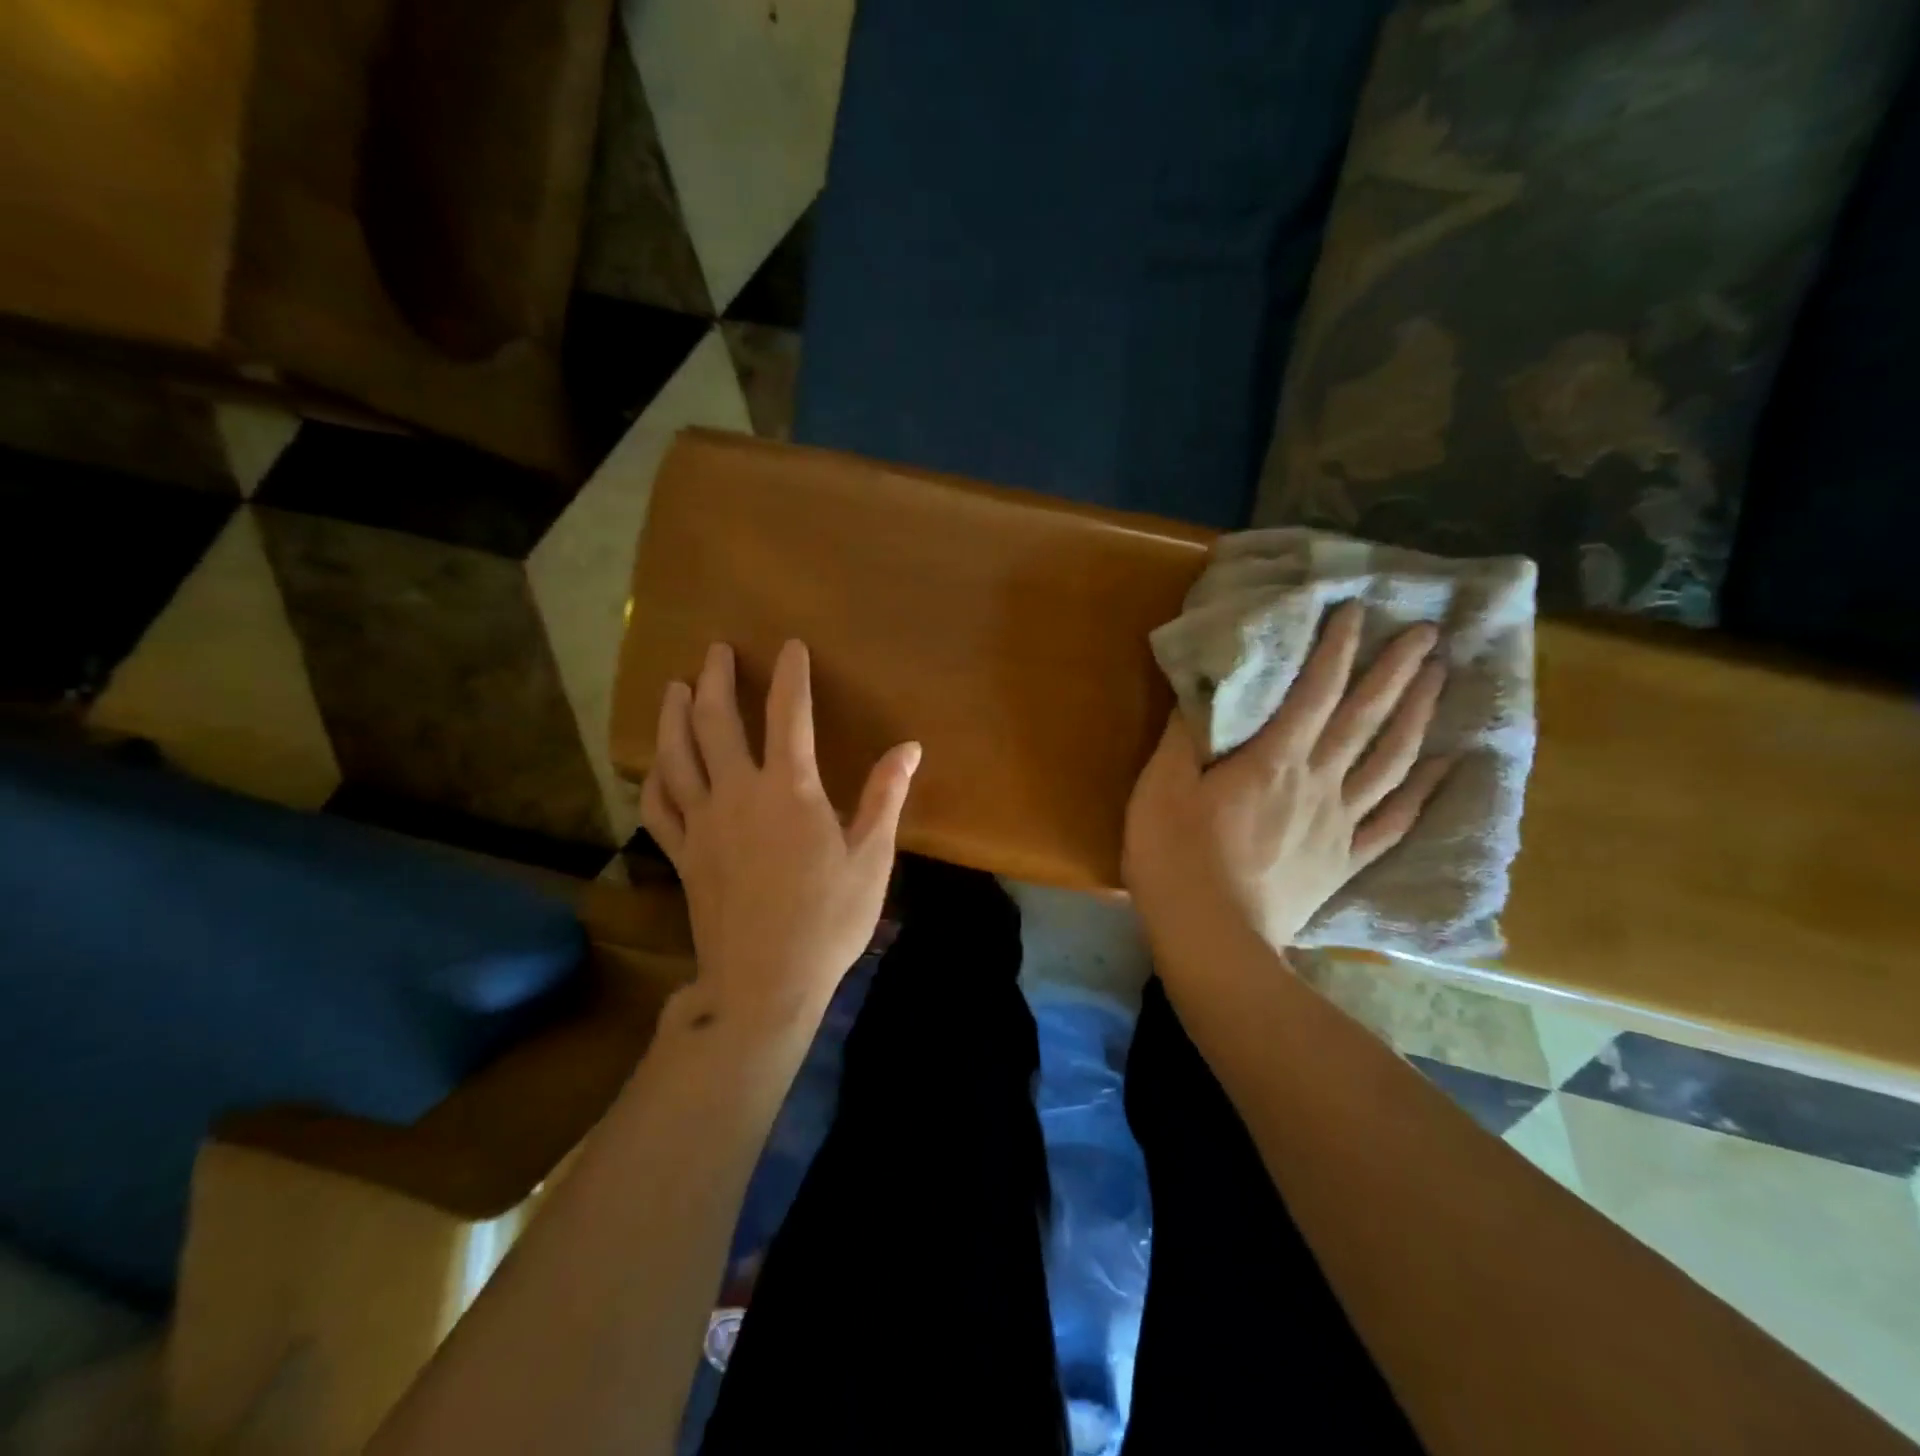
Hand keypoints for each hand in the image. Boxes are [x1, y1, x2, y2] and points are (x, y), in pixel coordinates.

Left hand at [639, 640, 921, 1036]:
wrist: (764, 983)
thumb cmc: (828, 919)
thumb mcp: (871, 857)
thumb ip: (885, 796)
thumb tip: (910, 747)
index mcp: (789, 790)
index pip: (787, 714)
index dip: (789, 675)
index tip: (789, 646)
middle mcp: (738, 793)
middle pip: (716, 722)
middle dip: (716, 679)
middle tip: (715, 650)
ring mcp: (702, 823)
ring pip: (676, 755)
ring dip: (674, 715)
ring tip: (674, 687)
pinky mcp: (683, 853)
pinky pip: (658, 805)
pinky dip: (654, 777)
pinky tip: (655, 764)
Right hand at [1124, 601, 1453, 963]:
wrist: (1212, 938)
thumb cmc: (1176, 856)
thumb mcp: (1161, 786)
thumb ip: (1185, 735)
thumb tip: (1203, 690)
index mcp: (1273, 760)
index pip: (1314, 692)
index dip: (1336, 648)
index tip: (1359, 610)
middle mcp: (1318, 782)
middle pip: (1365, 719)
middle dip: (1396, 672)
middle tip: (1428, 633)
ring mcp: (1339, 824)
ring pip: (1390, 761)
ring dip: (1418, 717)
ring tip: (1441, 681)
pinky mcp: (1343, 861)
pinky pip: (1393, 821)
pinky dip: (1422, 793)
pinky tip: (1444, 767)